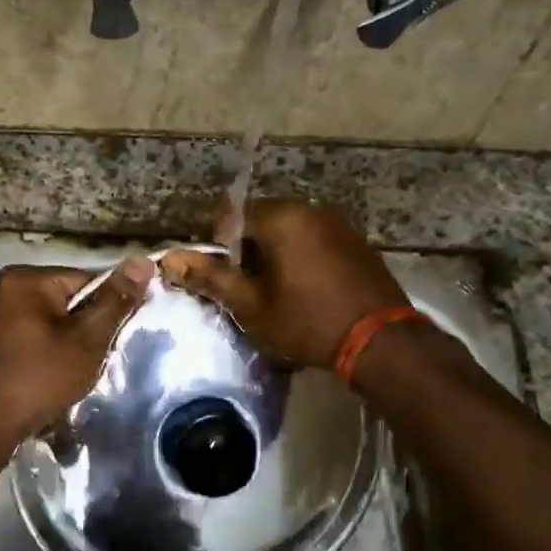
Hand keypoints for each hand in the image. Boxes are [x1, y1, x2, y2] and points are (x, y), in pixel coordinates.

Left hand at [0, 257, 153, 450]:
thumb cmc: (41, 377)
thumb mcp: (88, 339)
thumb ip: (116, 300)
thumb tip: (143, 261)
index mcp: (27, 279)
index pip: (87, 280)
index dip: (109, 307)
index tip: (117, 336)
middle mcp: (6, 288)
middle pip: (69, 300)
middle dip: (88, 327)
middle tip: (97, 357)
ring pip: (54, 321)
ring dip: (71, 343)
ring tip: (77, 370)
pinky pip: (35, 336)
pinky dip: (50, 352)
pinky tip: (55, 375)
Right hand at [158, 200, 406, 370]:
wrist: (380, 342)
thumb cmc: (307, 322)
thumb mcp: (251, 305)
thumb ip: (210, 278)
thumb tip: (169, 259)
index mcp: (281, 217)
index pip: (230, 215)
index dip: (216, 245)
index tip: (219, 278)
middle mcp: (310, 209)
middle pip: (261, 220)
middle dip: (246, 251)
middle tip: (244, 290)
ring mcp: (338, 223)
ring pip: (289, 231)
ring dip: (274, 255)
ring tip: (273, 293)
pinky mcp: (357, 242)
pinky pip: (314, 241)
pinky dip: (300, 258)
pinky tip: (304, 291)